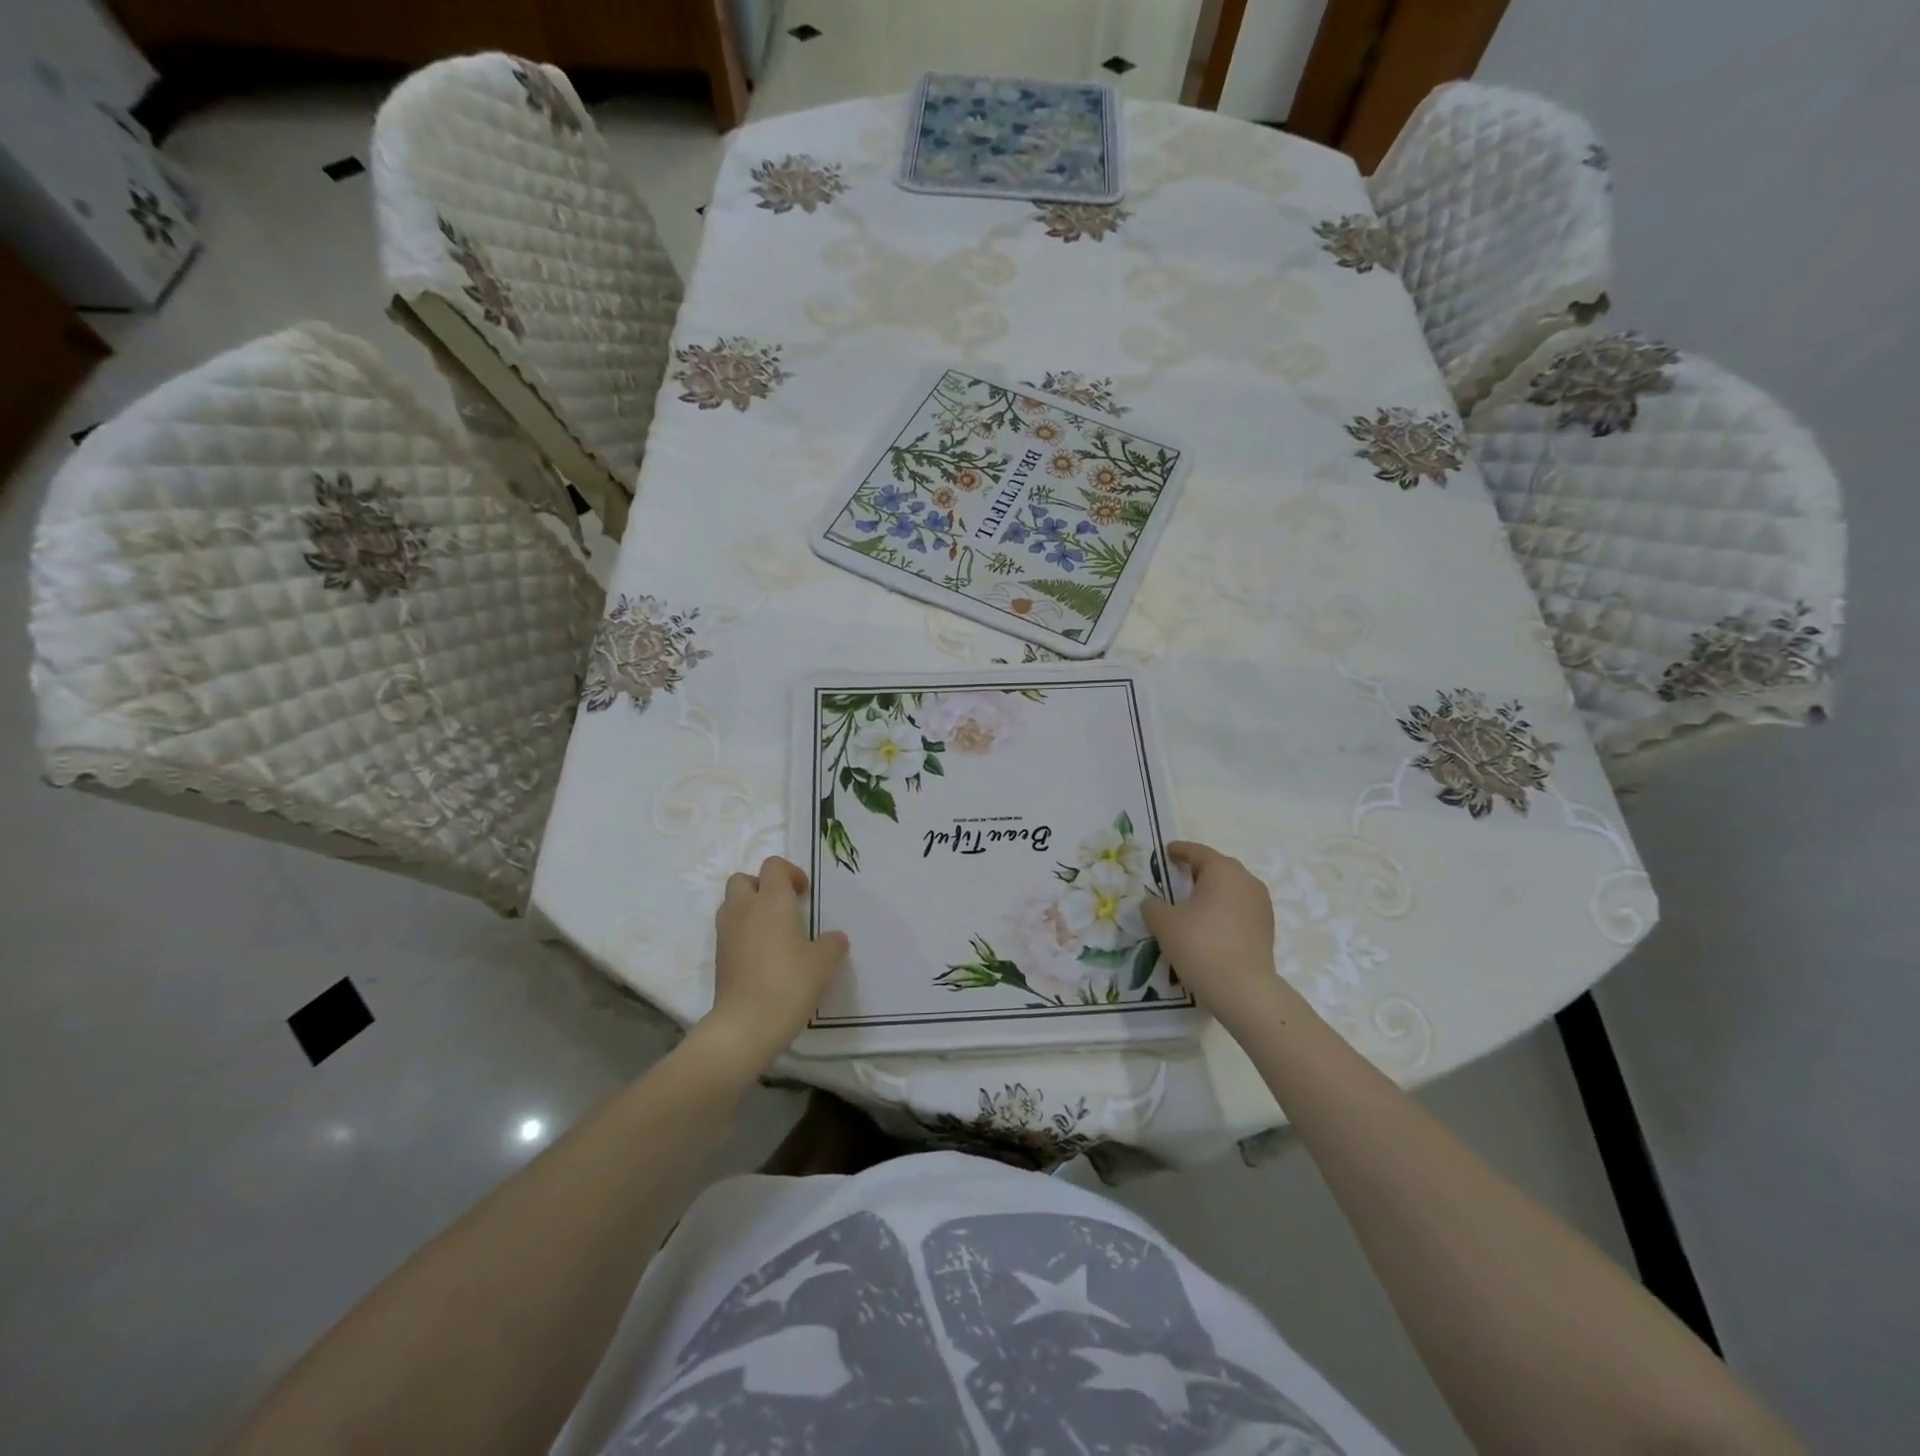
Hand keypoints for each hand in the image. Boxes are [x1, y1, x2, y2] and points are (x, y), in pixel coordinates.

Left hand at [701, 857, 849, 1069]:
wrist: (746, 1024)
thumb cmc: (790, 983)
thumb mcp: (824, 963)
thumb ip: (831, 944)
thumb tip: (834, 939)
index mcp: (772, 900)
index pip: (773, 866)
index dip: (791, 873)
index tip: (804, 894)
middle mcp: (745, 909)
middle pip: (743, 879)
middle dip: (762, 886)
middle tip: (783, 907)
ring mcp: (726, 933)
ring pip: (731, 904)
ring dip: (749, 908)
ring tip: (771, 931)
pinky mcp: (719, 956)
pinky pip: (728, 930)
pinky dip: (742, 933)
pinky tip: (761, 955)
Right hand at [1141, 842, 1288, 1032]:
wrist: (1243, 989)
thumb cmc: (1200, 945)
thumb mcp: (1164, 923)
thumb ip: (1153, 906)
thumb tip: (1152, 903)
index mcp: (1222, 870)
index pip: (1197, 852)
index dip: (1180, 851)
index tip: (1167, 852)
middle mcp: (1246, 881)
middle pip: (1218, 868)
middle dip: (1198, 871)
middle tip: (1177, 879)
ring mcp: (1261, 905)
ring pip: (1232, 890)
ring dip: (1213, 893)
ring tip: (1193, 906)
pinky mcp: (1267, 929)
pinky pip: (1240, 910)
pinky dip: (1224, 912)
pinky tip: (1210, 927)